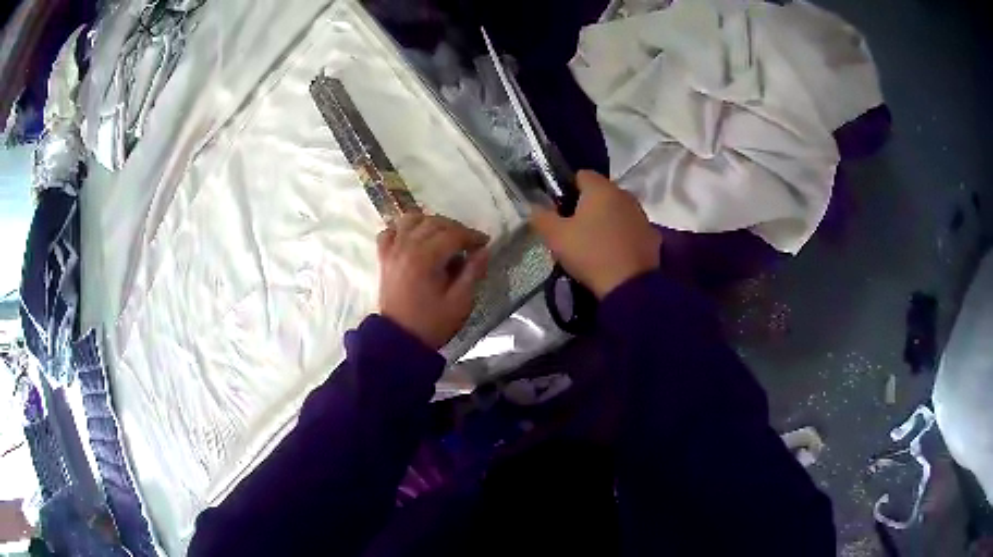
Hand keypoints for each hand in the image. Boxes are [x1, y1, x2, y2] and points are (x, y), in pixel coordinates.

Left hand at [378, 214, 489, 348]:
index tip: (484, 243)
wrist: (400, 340)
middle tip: (468, 242)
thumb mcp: (460, 302)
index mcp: (426, 258)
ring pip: (411, 220)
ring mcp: (392, 251)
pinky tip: (414, 239)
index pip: (453, 234)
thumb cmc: (432, 323)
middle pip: (433, 222)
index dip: (472, 236)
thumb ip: (473, 272)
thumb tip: (484, 251)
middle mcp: (407, 248)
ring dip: (430, 223)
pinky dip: (402, 230)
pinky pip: (389, 232)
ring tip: (443, 237)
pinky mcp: (384, 258)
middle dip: (455, 228)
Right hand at [531, 170, 660, 298]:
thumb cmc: (590, 254)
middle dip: (587, 206)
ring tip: (594, 245)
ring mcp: (641, 215)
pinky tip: (613, 255)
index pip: (581, 175)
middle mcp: (624, 195)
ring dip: (606, 221)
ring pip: (618, 211)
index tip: (559, 210)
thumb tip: (534, 207)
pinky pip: (631, 229)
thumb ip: (541, 217)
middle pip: (601, 193)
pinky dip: (622, 237)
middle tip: (573, 230)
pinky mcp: (652, 236)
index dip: (567, 189)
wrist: (629, 286)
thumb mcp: (555, 237)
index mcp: (601, 189)